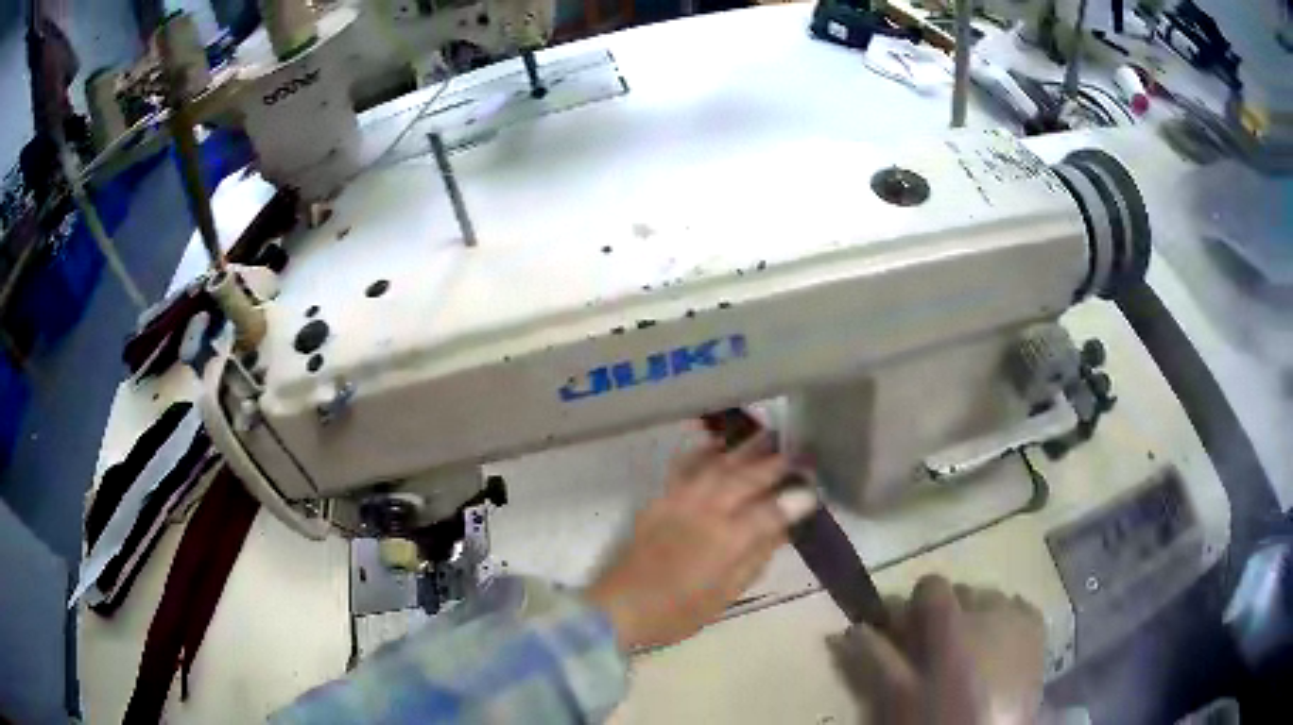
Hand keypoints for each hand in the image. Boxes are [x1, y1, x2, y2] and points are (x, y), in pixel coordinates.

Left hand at [585, 434, 818, 650]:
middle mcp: (706, 511)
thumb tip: (781, 529)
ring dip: (746, 449)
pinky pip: (685, 467)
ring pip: (718, 465)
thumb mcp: (726, 594)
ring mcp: (679, 500)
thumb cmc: (678, 612)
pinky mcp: (659, 499)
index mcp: (727, 540)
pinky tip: (717, 445)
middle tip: (801, 452)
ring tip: (769, 436)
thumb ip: (756, 558)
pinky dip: (704, 452)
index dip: (795, 499)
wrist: (620, 607)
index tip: (815, 487)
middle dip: (777, 463)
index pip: (771, 511)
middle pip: (747, 478)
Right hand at [828, 575, 1045, 724]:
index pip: (931, 584)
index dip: (914, 606)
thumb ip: (876, 657)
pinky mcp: (1037, 630)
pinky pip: (1018, 608)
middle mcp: (990, 607)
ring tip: (968, 656)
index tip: (904, 633)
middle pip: (961, 592)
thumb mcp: (899, 696)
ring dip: (975, 617)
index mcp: (954, 622)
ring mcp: (1019, 616)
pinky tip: (997, 650)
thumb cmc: (940, 719)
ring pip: (990, 600)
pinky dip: (1004, 620)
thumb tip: (852, 627)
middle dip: (945, 615)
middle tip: (934, 651)